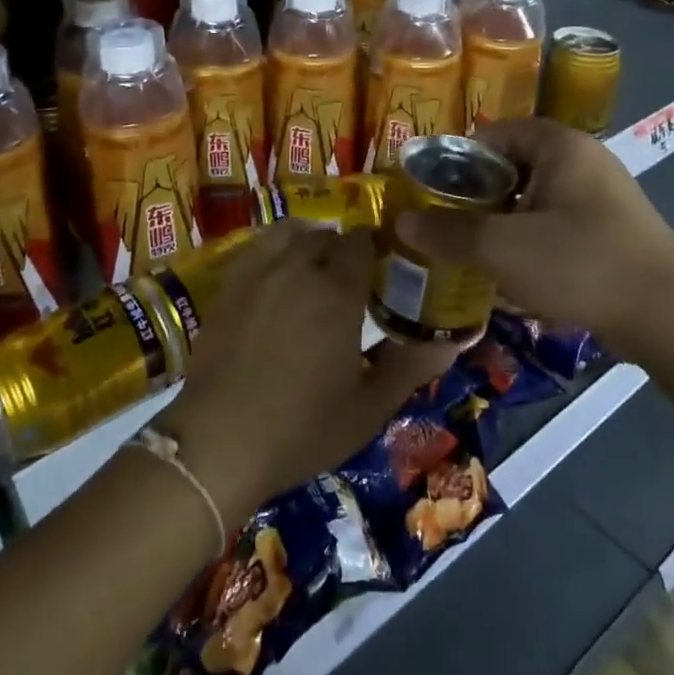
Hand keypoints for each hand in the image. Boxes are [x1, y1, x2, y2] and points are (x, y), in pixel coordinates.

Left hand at [158, 223, 455, 525]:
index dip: (375, 249)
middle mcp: (297, 268)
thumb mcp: (368, 408)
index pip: (362, 242)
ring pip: (289, 233)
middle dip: (342, 250)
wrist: (219, 441)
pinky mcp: (228, 285)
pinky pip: (257, 248)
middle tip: (349, 283)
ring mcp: (257, 272)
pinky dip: (274, 251)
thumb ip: (411, 367)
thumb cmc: (302, 428)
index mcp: (337, 292)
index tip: (382, 270)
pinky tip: (275, 281)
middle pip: (326, 235)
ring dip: (306, 243)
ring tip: (311, 272)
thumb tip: (454, 343)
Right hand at [393, 119, 673, 349]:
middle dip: (477, 195)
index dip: (458, 158)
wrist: (669, 315)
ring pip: (534, 199)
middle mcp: (583, 160)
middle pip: (513, 167)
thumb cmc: (579, 262)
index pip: (495, 133)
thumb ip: (449, 232)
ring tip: (470, 251)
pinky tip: (512, 273)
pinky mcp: (612, 231)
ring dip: (502, 222)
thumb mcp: (502, 247)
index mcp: (559, 145)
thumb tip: (402, 221)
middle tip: (444, 223)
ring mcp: (602, 197)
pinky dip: (530, 241)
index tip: (431, 189)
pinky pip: (557, 224)